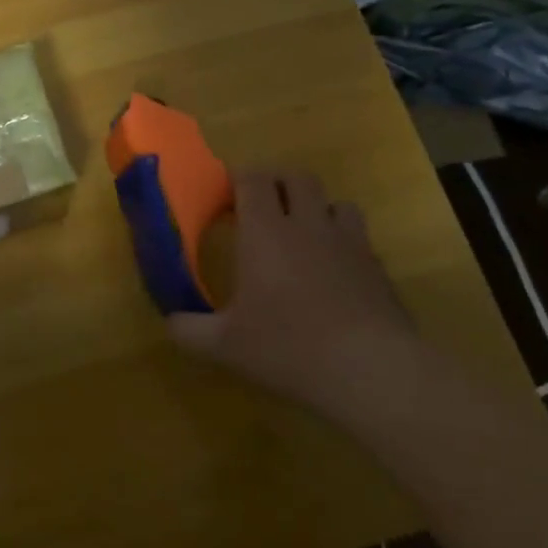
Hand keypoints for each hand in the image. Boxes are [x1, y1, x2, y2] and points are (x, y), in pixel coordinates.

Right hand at [168, 171, 418, 407]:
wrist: (370, 370)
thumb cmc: (287, 347)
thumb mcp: (224, 345)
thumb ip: (189, 329)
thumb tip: (170, 322)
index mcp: (265, 231)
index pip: (253, 179)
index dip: (239, 179)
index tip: (226, 198)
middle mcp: (307, 224)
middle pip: (296, 177)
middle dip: (276, 183)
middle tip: (260, 208)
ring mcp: (348, 242)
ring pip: (334, 202)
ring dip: (316, 208)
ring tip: (302, 235)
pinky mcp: (377, 266)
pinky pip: (358, 237)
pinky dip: (342, 242)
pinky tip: (333, 273)